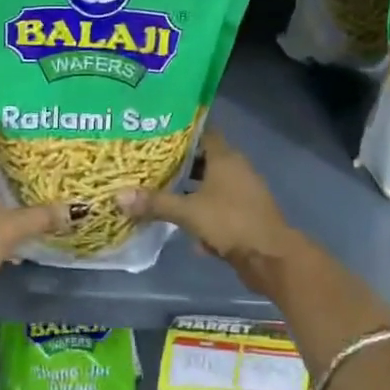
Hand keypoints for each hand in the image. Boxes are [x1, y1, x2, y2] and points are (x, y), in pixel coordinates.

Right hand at [117, 128, 297, 288]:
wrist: (270, 257)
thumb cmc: (230, 222)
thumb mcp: (188, 212)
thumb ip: (155, 203)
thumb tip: (118, 196)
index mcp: (225, 157)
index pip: (202, 132)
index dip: (181, 132)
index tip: (157, 133)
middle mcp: (236, 168)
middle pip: (204, 159)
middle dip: (179, 164)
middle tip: (150, 165)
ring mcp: (242, 192)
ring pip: (210, 184)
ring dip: (190, 191)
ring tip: (161, 194)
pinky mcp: (244, 214)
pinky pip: (217, 206)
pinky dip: (202, 212)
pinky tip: (184, 227)